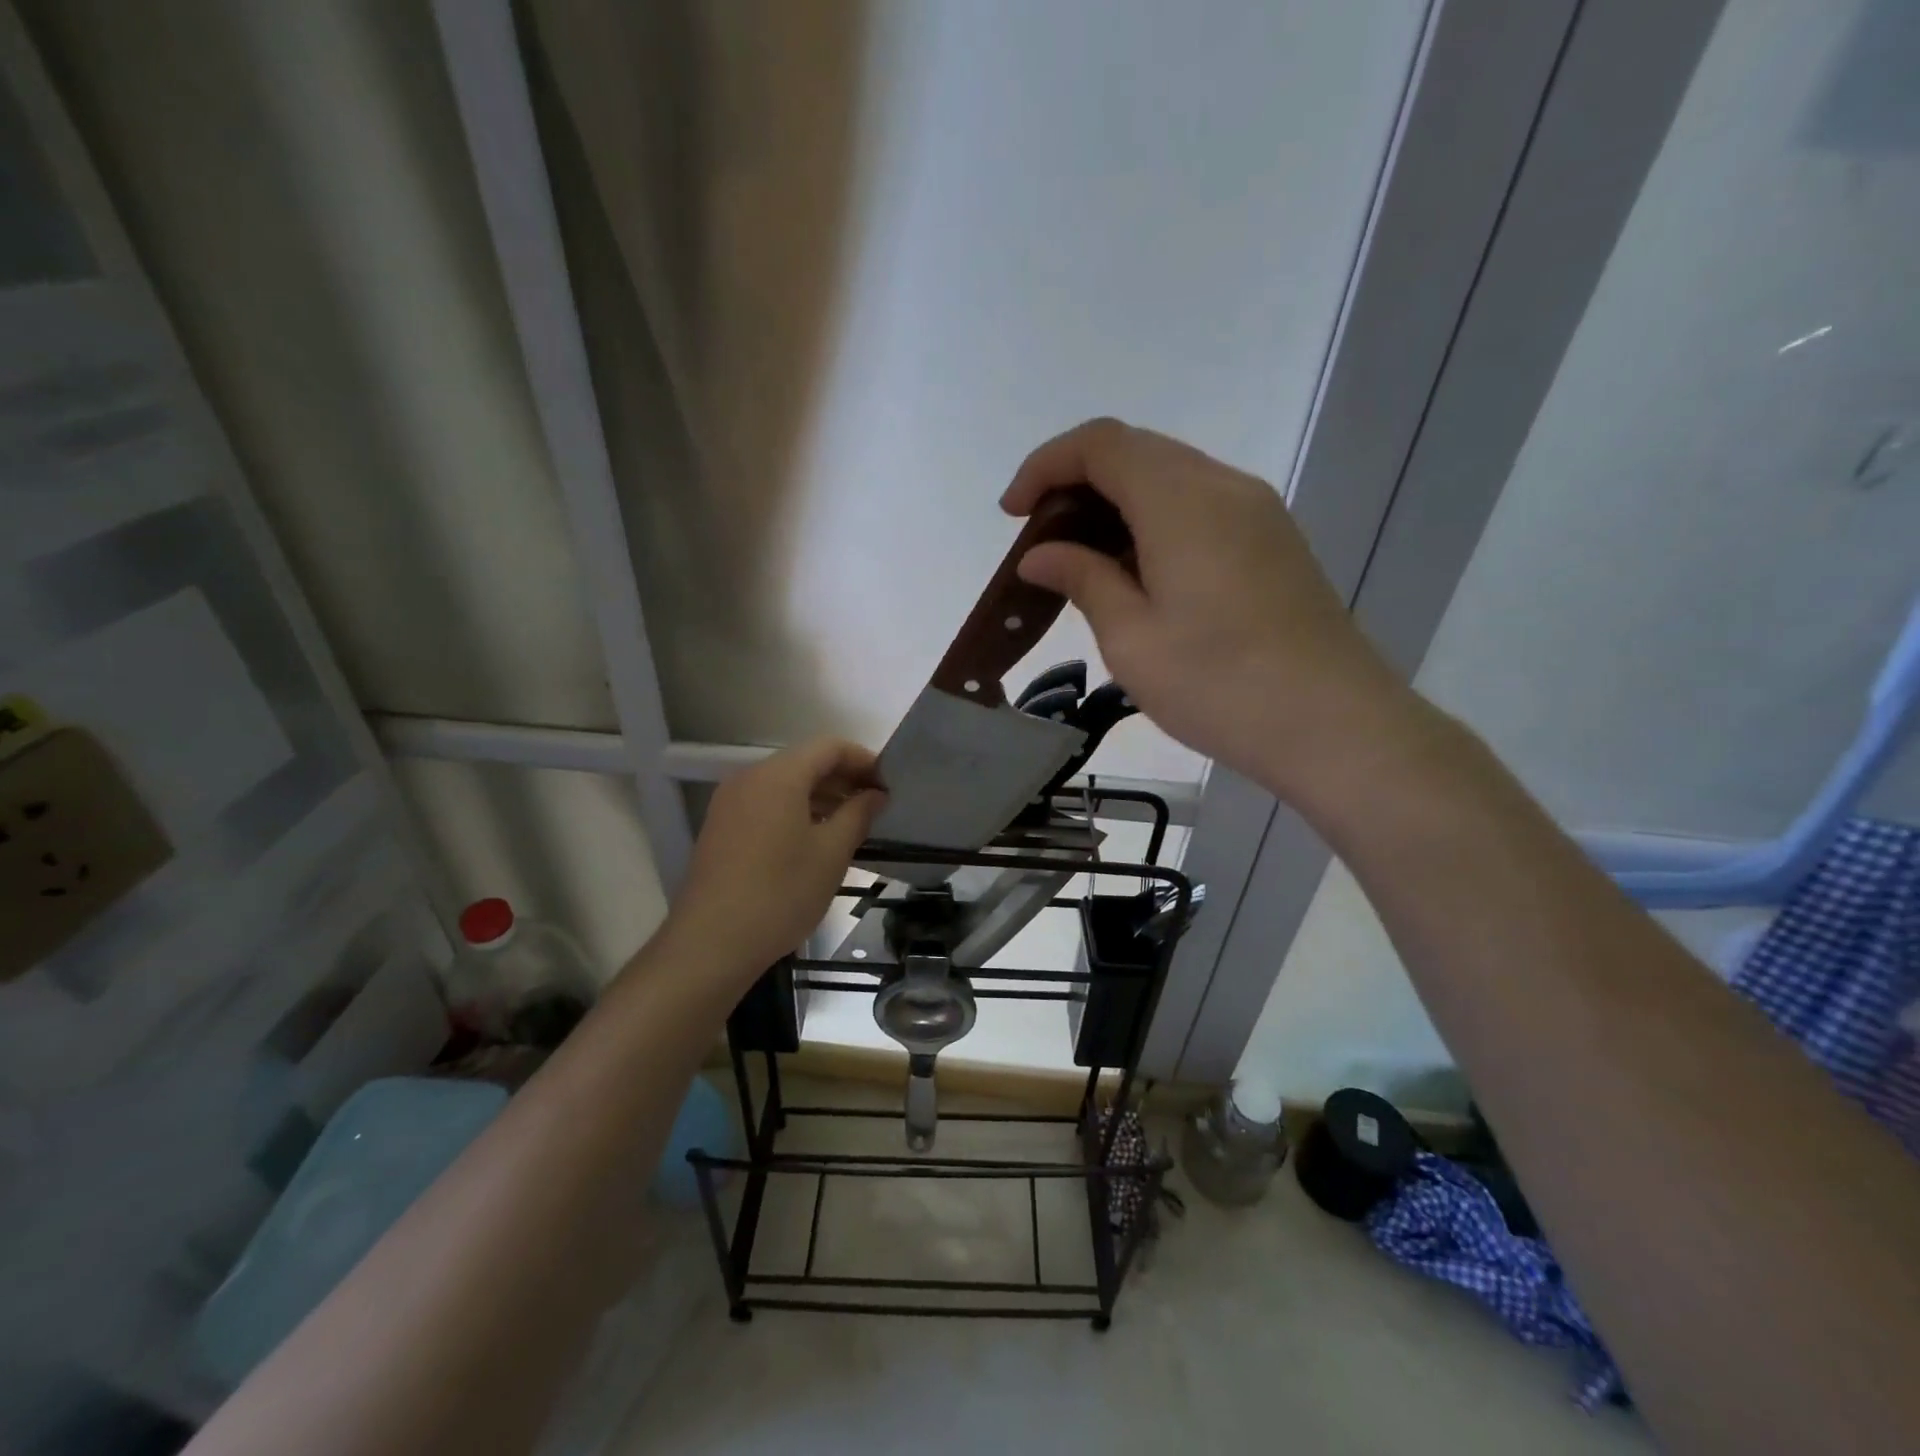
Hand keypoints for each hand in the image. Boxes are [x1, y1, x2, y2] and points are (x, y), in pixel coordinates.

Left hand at [667, 738, 886, 982]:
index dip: (863, 760)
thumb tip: (876, 794)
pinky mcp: (721, 827)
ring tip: (852, 823)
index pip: (829, 747)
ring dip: (821, 796)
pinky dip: (796, 810)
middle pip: (805, 762)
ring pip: (785, 784)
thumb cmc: (780, 893)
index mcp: (778, 776)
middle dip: (843, 778)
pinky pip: (766, 803)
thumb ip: (858, 815)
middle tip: (876, 805)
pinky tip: (816, 839)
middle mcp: (750, 778)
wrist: (711, 943)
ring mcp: (730, 803)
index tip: (888, 784)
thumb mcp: (831, 854)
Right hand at [1002, 418, 1414, 798]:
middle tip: (1042, 545)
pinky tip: (1137, 575)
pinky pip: (1199, 506)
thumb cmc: (1220, 685)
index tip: (1012, 515)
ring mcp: (1256, 512)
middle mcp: (1222, 487)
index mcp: (1181, 501)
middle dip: (1075, 484)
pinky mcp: (1273, 541)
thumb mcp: (1132, 639)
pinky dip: (1153, 522)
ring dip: (1115, 505)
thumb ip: (1083, 580)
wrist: (1334, 725)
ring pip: (1169, 478)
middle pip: (1135, 453)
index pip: (1100, 444)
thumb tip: (1040, 555)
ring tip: (1082, 564)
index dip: (1045, 466)